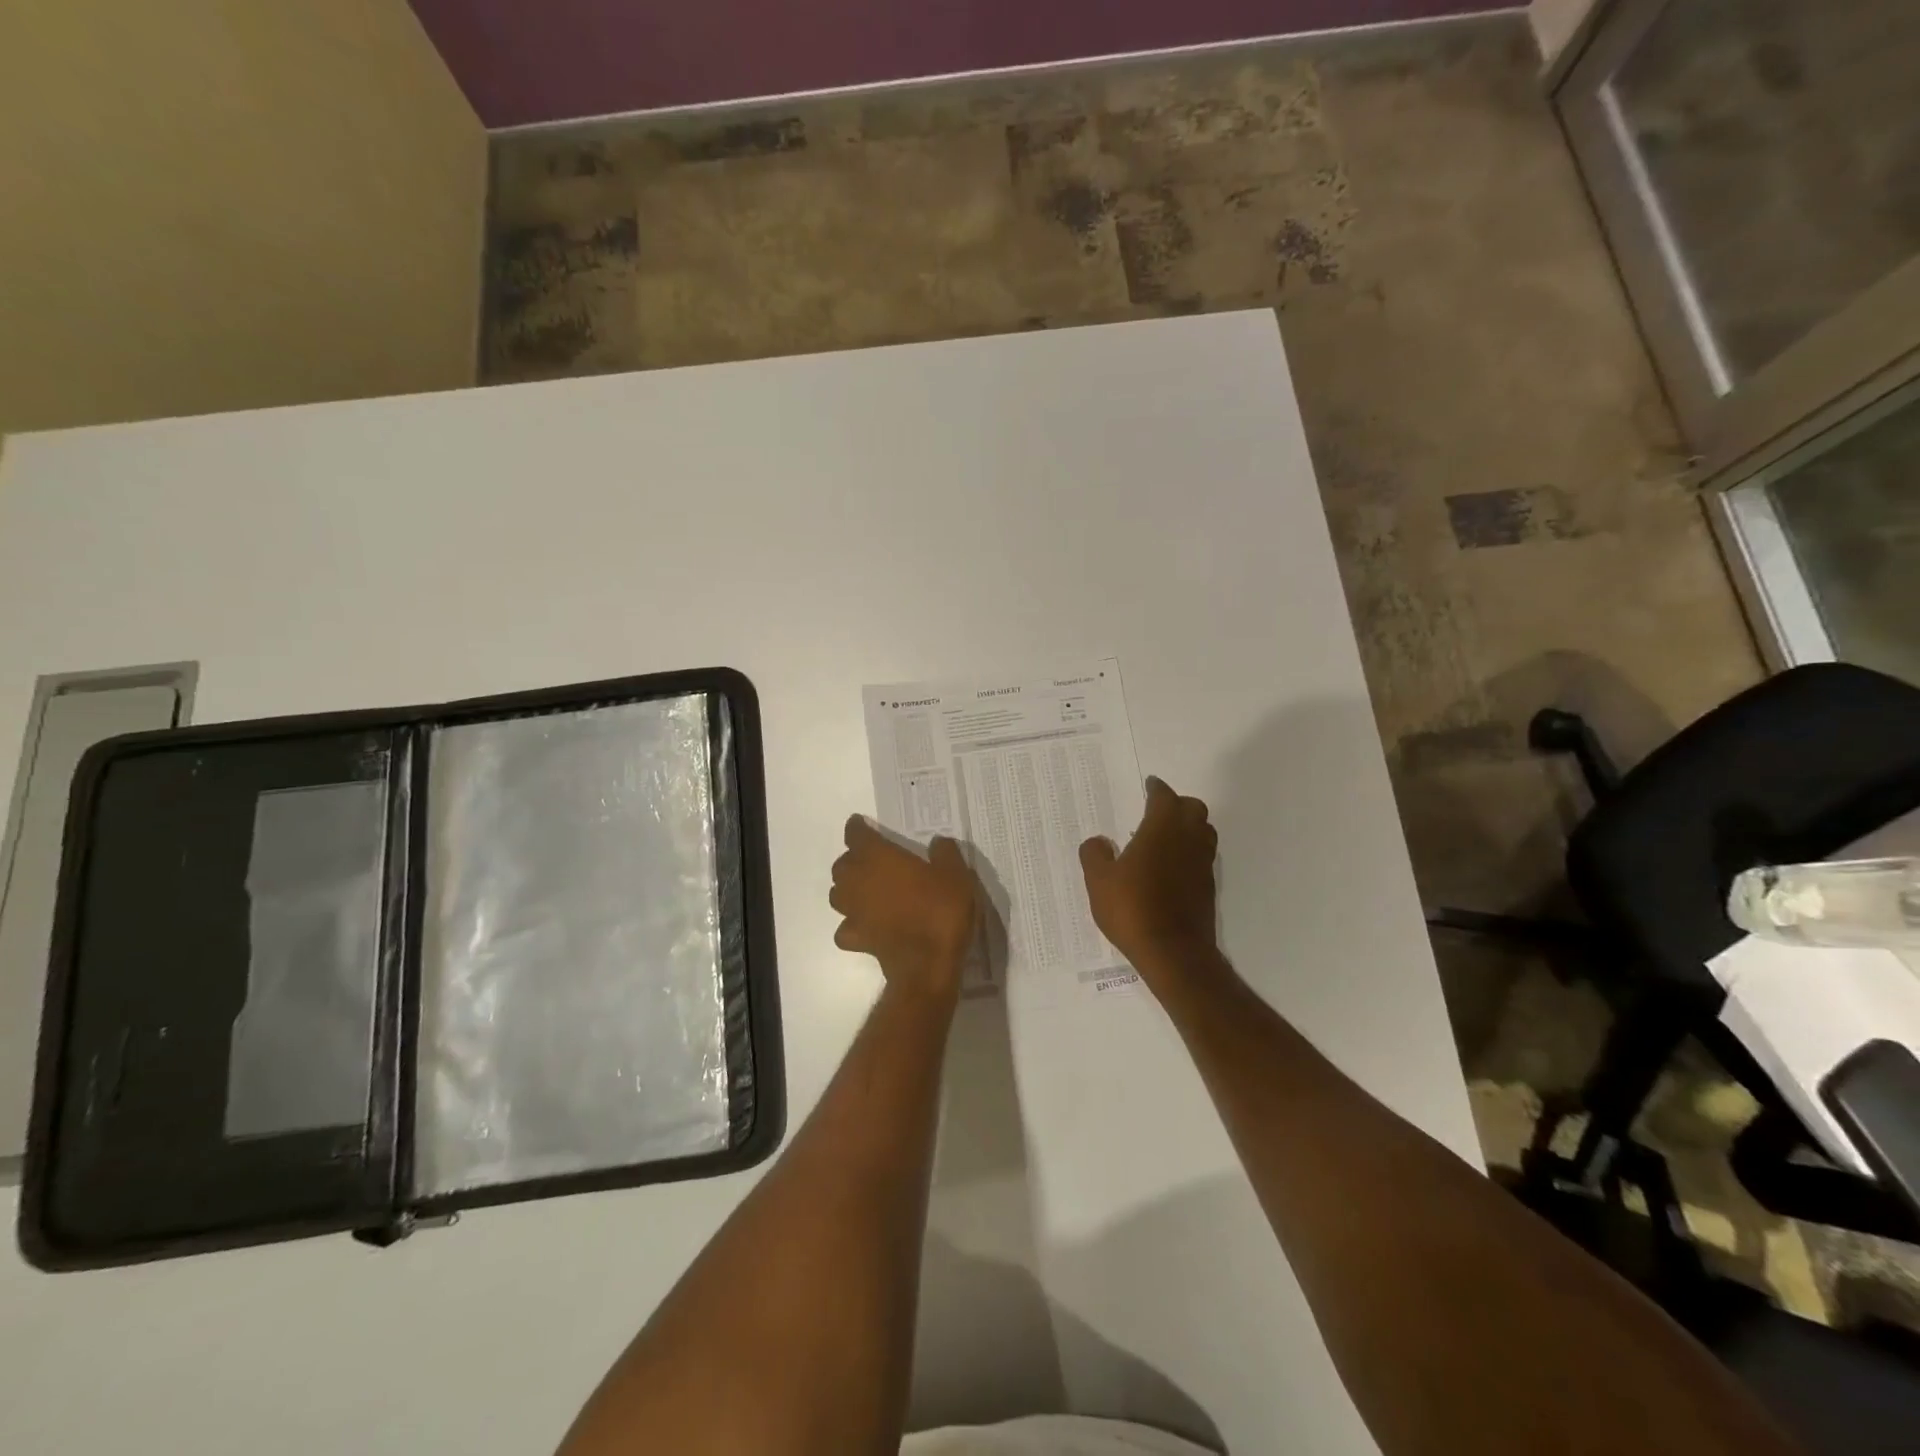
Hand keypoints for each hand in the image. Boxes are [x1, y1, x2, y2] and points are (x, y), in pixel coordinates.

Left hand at [830, 816, 979, 1000]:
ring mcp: (853, 912)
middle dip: (852, 859)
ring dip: (847, 889)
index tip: (861, 824)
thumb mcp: (956, 874)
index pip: (857, 834)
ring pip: (837, 894)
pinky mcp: (856, 939)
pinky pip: (845, 927)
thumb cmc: (941, 911)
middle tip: (871, 860)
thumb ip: (945, 853)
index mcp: (878, 857)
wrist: (928, 964)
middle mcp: (858, 880)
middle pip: (842, 864)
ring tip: (864, 890)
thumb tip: (938, 843)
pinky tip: (865, 925)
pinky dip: (851, 924)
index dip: (858, 828)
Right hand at [1079, 777, 1218, 982]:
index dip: (1156, 788)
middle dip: (1177, 804)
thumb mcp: (1099, 882)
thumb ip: (1094, 855)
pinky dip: (1191, 852)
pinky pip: (1203, 857)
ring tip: (1166, 836)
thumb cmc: (1132, 909)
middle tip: (1157, 810)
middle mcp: (1188, 839)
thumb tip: (1098, 842)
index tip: (1149, 785)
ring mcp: (1202, 864)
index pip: (1164, 796)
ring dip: (1189, 827)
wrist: (1173, 952)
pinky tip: (1172, 866)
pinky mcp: (1208, 887)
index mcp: (1161, 829)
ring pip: (1204, 831)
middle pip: (1193, 808)